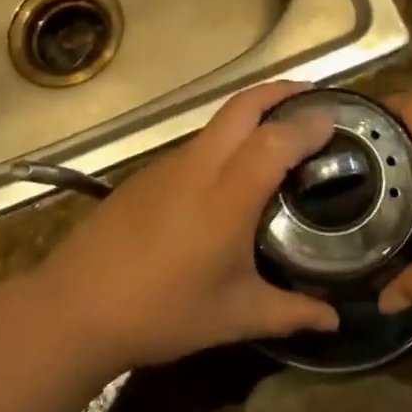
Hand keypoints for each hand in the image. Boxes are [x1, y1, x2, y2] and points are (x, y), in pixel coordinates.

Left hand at [30, 83, 339, 375]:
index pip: (276, 140)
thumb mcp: (233, 317)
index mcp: (227, 195)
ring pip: (220, 119)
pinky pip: (200, 140)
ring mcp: (171, 164)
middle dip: (281, 91)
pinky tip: (234, 168)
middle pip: (244, 105)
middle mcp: (201, 165)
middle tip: (313, 97)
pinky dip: (228, 136)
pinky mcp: (150, 172)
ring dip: (254, 111)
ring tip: (281, 129)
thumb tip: (334, 320)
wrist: (76, 306)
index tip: (336, 118)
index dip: (308, 124)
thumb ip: (289, 313)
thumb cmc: (162, 312)